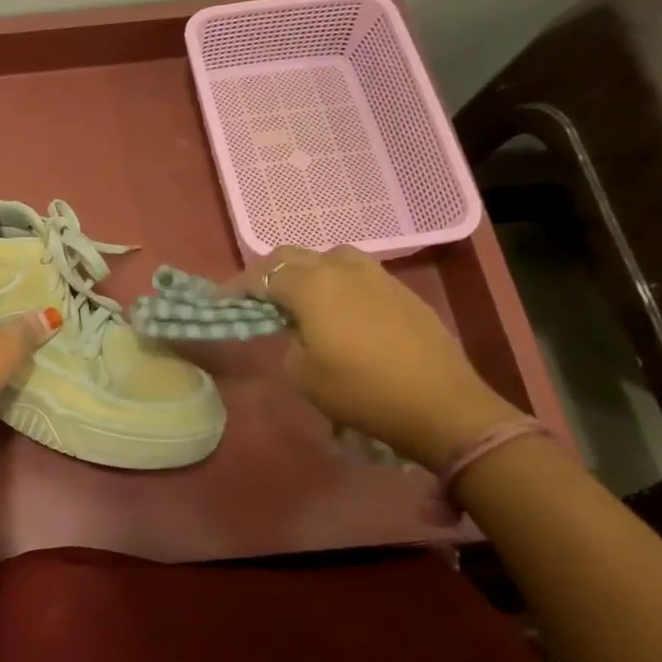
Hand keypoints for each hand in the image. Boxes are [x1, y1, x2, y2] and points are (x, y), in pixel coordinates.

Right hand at [224, 247, 524, 470]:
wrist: (440, 404)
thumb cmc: (360, 390)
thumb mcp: (302, 373)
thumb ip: (288, 339)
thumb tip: (297, 329)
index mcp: (311, 284)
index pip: (263, 274)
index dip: (238, 287)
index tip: (221, 302)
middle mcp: (341, 268)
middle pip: (293, 256)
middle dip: (268, 273)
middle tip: (255, 296)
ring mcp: (376, 275)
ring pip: (329, 258)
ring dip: (307, 272)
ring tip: (300, 298)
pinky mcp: (401, 291)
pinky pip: (357, 275)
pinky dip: (337, 284)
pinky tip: (340, 311)